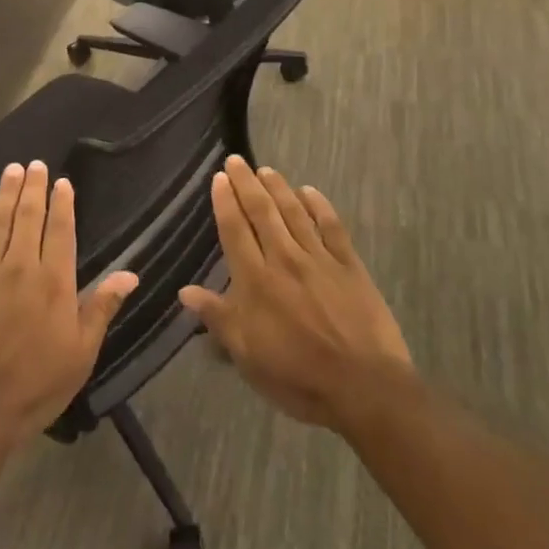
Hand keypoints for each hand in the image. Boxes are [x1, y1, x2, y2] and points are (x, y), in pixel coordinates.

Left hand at [0, 161, 139, 453]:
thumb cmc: (37, 384)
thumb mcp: (81, 352)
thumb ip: (102, 307)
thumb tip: (131, 273)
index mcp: (55, 283)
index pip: (60, 230)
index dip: (62, 203)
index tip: (62, 182)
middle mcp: (21, 267)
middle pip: (29, 216)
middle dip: (34, 187)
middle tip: (36, 163)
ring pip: (1, 220)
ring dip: (8, 192)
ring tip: (13, 169)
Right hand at [179, 157, 414, 434]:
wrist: (364, 387)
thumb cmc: (297, 376)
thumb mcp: (247, 355)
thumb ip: (218, 318)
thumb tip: (185, 291)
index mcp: (256, 281)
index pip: (235, 230)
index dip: (225, 202)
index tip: (219, 178)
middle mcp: (284, 260)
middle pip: (262, 212)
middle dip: (247, 184)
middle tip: (237, 160)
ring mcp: (320, 260)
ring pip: (294, 213)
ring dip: (279, 188)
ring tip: (266, 170)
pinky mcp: (350, 266)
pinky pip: (332, 227)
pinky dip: (319, 206)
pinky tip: (310, 192)